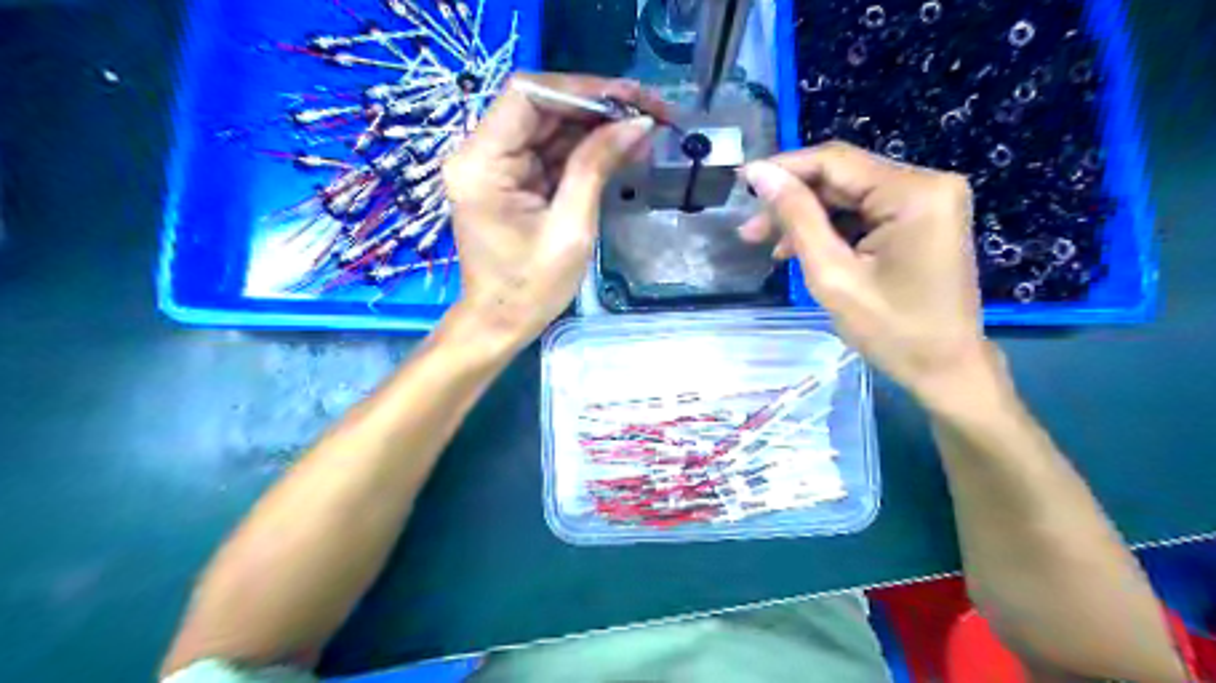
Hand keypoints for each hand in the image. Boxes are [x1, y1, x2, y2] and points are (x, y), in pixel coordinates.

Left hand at [442, 73, 661, 353]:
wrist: (502, 322)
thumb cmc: (531, 287)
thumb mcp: (571, 228)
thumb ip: (597, 167)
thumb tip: (638, 123)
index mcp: (482, 163)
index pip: (527, 95)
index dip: (582, 89)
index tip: (630, 100)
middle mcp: (481, 153)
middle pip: (542, 107)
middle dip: (598, 107)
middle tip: (650, 112)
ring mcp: (497, 165)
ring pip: (551, 127)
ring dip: (598, 128)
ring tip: (646, 132)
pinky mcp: (513, 179)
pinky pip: (552, 152)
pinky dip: (587, 150)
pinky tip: (624, 150)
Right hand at [742, 142, 996, 401]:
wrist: (945, 368)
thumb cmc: (891, 331)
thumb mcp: (833, 275)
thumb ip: (797, 219)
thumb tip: (760, 174)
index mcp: (913, 193)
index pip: (835, 162)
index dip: (783, 168)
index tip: (741, 183)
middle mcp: (927, 183)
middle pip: (842, 178)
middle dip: (793, 202)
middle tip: (749, 231)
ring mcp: (928, 200)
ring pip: (849, 196)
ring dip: (808, 219)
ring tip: (771, 248)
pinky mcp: (922, 218)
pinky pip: (865, 212)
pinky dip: (832, 230)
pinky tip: (804, 251)